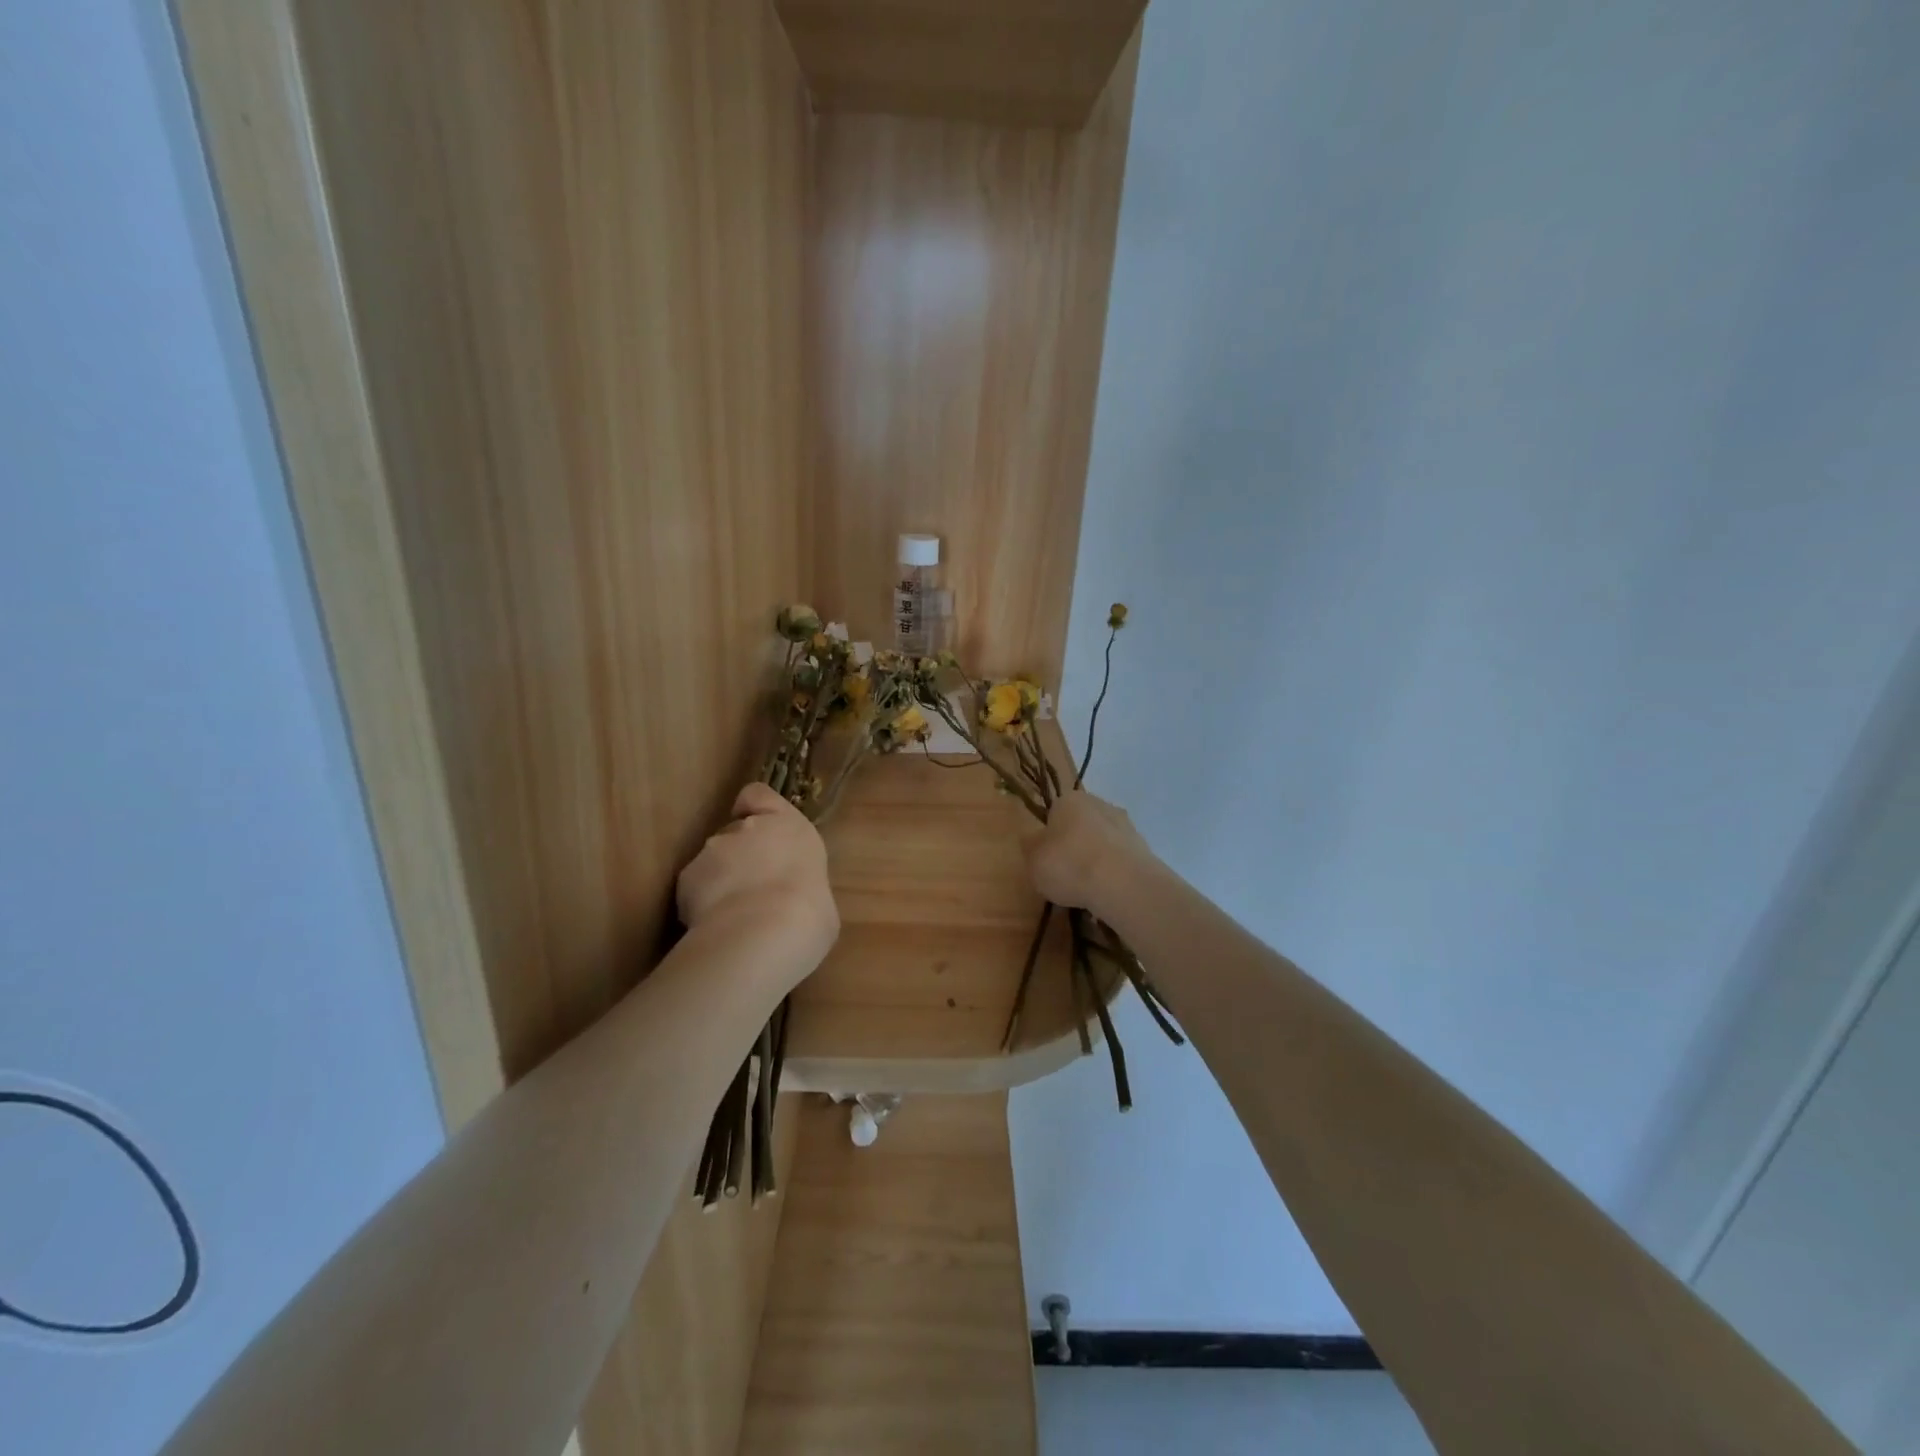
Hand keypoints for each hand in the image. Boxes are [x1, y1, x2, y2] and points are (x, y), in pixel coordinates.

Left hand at [677, 784, 838, 985]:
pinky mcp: (686, 878)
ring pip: (712, 861)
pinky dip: (701, 904)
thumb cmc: (808, 914)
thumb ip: (800, 884)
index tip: (755, 827)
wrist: (762, 934)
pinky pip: (694, 888)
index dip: (754, 808)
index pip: (759, 794)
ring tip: (732, 917)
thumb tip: (793, 899)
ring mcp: (712, 850)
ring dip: (719, 881)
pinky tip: (715, 928)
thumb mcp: (820, 896)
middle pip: (736, 832)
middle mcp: (747, 829)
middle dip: (739, 855)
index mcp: (789, 826)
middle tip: (752, 890)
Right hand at [1021, 789, 1155, 912]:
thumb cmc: (1069, 865)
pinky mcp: (1144, 848)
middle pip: (1080, 825)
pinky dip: (1113, 873)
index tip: (1047, 859)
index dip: (1048, 837)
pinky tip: (1107, 892)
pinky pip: (1120, 860)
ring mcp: (1126, 825)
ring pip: (1102, 842)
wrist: (1122, 884)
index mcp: (1070, 799)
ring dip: (1096, 859)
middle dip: (1074, 845)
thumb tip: (1032, 839)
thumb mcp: (1032, 858)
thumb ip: (1030, 845)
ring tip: (1088, 889)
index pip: (1054, 813)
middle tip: (1065, 875)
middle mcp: (1100, 804)